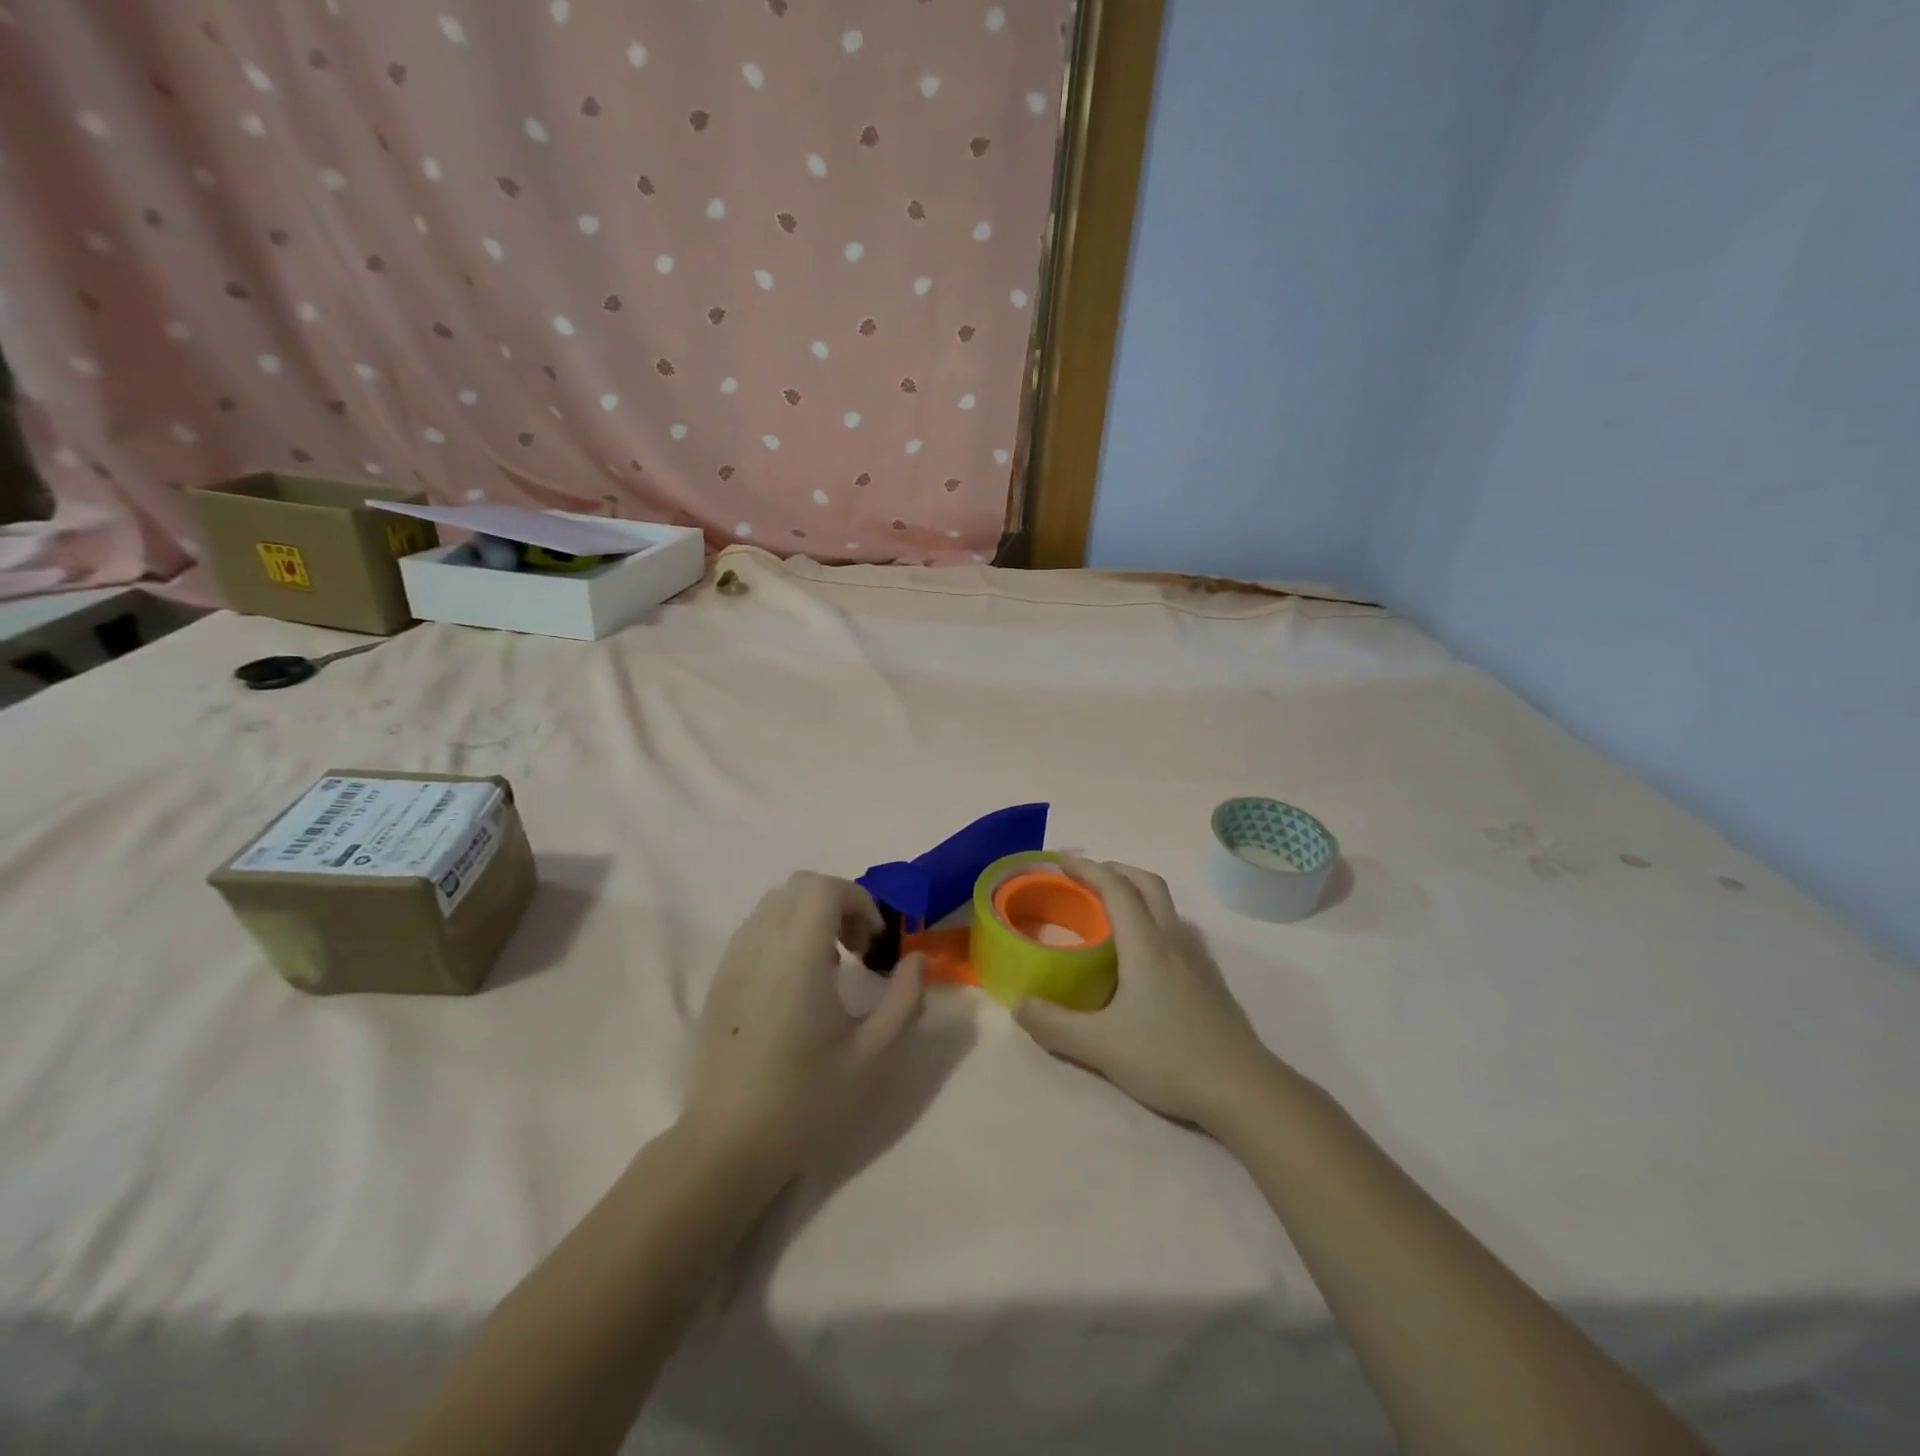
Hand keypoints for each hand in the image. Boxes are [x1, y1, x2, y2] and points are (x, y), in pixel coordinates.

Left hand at [685, 873, 925, 1179]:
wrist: (727, 1145)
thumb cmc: (806, 1101)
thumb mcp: (874, 1056)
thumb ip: (905, 999)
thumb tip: (916, 959)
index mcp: (797, 956)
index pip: (823, 887)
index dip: (858, 899)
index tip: (874, 943)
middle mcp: (760, 945)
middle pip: (799, 886)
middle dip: (837, 903)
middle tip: (857, 951)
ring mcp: (733, 961)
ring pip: (775, 904)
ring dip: (810, 918)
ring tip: (831, 969)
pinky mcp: (719, 981)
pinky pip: (756, 930)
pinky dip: (785, 934)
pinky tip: (797, 986)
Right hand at [1015, 859, 1280, 1130]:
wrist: (1243, 1089)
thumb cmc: (1168, 1057)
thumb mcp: (1099, 1046)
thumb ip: (1054, 1025)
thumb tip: (1020, 1005)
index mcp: (1146, 944)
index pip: (1115, 888)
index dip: (1087, 868)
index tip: (1061, 861)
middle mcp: (1173, 940)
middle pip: (1147, 883)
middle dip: (1115, 870)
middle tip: (1085, 879)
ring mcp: (1197, 959)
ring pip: (1167, 906)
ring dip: (1137, 893)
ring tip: (1111, 913)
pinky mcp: (1210, 980)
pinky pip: (1177, 930)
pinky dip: (1154, 920)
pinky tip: (1143, 956)